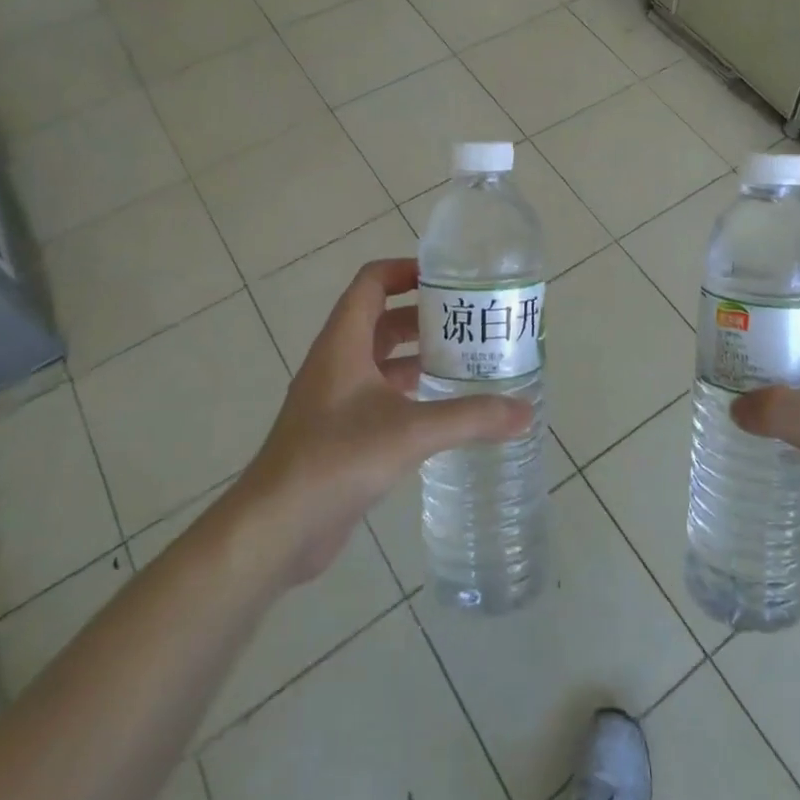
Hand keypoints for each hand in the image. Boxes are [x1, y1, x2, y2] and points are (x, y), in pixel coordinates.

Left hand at [231, 258, 530, 585]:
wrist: (275, 528)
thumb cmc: (336, 459)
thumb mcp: (410, 432)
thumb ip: (470, 418)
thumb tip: (525, 412)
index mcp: (344, 343)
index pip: (372, 282)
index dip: (406, 270)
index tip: (449, 279)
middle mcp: (337, 362)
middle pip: (382, 320)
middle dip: (425, 317)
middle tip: (472, 323)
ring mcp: (336, 399)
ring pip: (383, 361)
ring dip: (419, 356)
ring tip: (468, 361)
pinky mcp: (340, 433)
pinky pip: (381, 396)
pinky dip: (411, 393)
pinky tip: (443, 409)